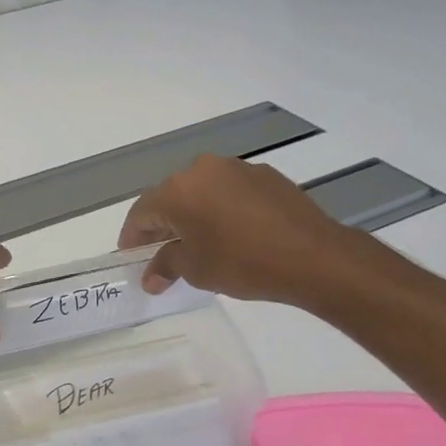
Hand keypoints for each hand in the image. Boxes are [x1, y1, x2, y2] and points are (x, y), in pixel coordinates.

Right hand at [118, 155, 370, 304]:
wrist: (313, 256)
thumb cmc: (242, 263)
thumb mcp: (196, 270)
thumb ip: (166, 266)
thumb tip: (150, 277)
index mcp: (178, 189)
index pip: (142, 212)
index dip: (132, 237)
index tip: (131, 257)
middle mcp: (202, 169)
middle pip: (171, 197)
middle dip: (163, 225)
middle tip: (162, 253)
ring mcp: (236, 168)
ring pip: (201, 191)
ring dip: (194, 214)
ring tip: (199, 243)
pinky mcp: (264, 175)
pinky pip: (229, 191)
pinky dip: (222, 209)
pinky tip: (233, 233)